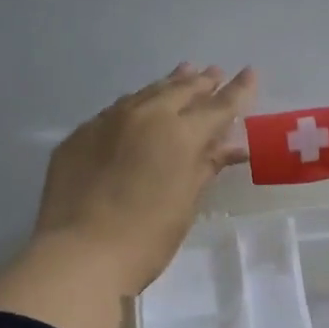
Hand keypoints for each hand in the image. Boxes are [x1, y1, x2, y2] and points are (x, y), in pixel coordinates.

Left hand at [33, 63, 256, 295]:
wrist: (78, 254)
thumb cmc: (146, 237)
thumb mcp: (186, 203)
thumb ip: (205, 166)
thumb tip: (229, 147)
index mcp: (178, 133)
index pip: (218, 106)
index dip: (238, 91)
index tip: (250, 73)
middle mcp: (144, 116)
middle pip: (179, 91)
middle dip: (201, 82)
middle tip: (215, 73)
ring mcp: (106, 122)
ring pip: (144, 94)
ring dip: (168, 85)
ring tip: (183, 73)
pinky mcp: (79, 136)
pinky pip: (114, 111)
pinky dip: (135, 105)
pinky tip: (137, 109)